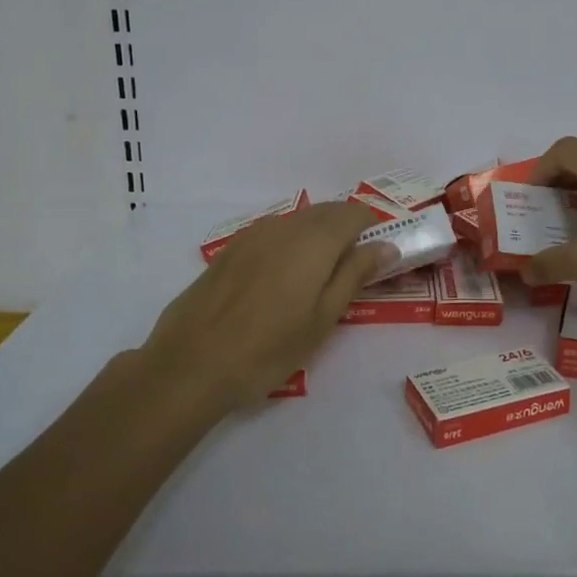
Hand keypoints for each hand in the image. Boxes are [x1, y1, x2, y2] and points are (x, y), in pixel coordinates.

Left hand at [143, 201, 389, 409]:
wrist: (190, 364)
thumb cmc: (268, 348)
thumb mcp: (323, 318)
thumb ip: (355, 274)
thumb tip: (386, 245)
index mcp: (314, 240)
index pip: (354, 213)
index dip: (372, 228)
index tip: (379, 255)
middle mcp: (285, 226)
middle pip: (326, 212)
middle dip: (346, 230)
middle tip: (354, 268)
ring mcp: (253, 234)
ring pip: (298, 221)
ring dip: (318, 236)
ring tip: (319, 277)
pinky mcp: (231, 249)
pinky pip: (273, 233)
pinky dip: (290, 244)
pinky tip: (283, 279)